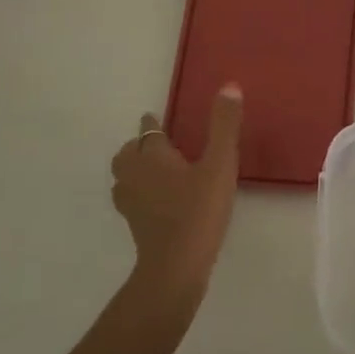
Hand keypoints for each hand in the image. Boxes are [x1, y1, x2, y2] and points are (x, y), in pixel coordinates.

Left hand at [111, 84, 242, 289]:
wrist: (176, 267)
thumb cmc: (198, 210)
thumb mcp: (220, 164)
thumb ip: (224, 126)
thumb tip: (229, 86)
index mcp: (153, 157)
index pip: (147, 132)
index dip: (152, 124)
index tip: (154, 119)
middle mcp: (135, 176)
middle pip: (127, 154)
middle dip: (137, 146)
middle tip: (154, 144)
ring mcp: (132, 204)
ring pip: (124, 178)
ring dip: (135, 169)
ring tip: (154, 170)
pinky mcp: (136, 226)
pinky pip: (132, 200)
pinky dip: (140, 194)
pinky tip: (158, 201)